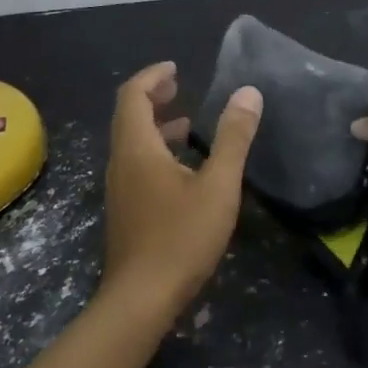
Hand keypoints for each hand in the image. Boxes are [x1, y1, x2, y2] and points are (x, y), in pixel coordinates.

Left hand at [102, 62, 262, 320]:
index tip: (176, 68)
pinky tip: (183, 169)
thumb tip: (248, 93)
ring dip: (155, 125)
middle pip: (128, 116)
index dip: (152, 76)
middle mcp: (121, 162)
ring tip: (187, 124)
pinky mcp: (125, 209)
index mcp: (137, 148)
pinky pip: (135, 164)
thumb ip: (233, 138)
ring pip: (131, 142)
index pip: (133, 95)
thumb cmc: (181, 237)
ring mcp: (119, 188)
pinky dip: (155, 150)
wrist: (141, 299)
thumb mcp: (218, 185)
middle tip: (179, 88)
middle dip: (152, 97)